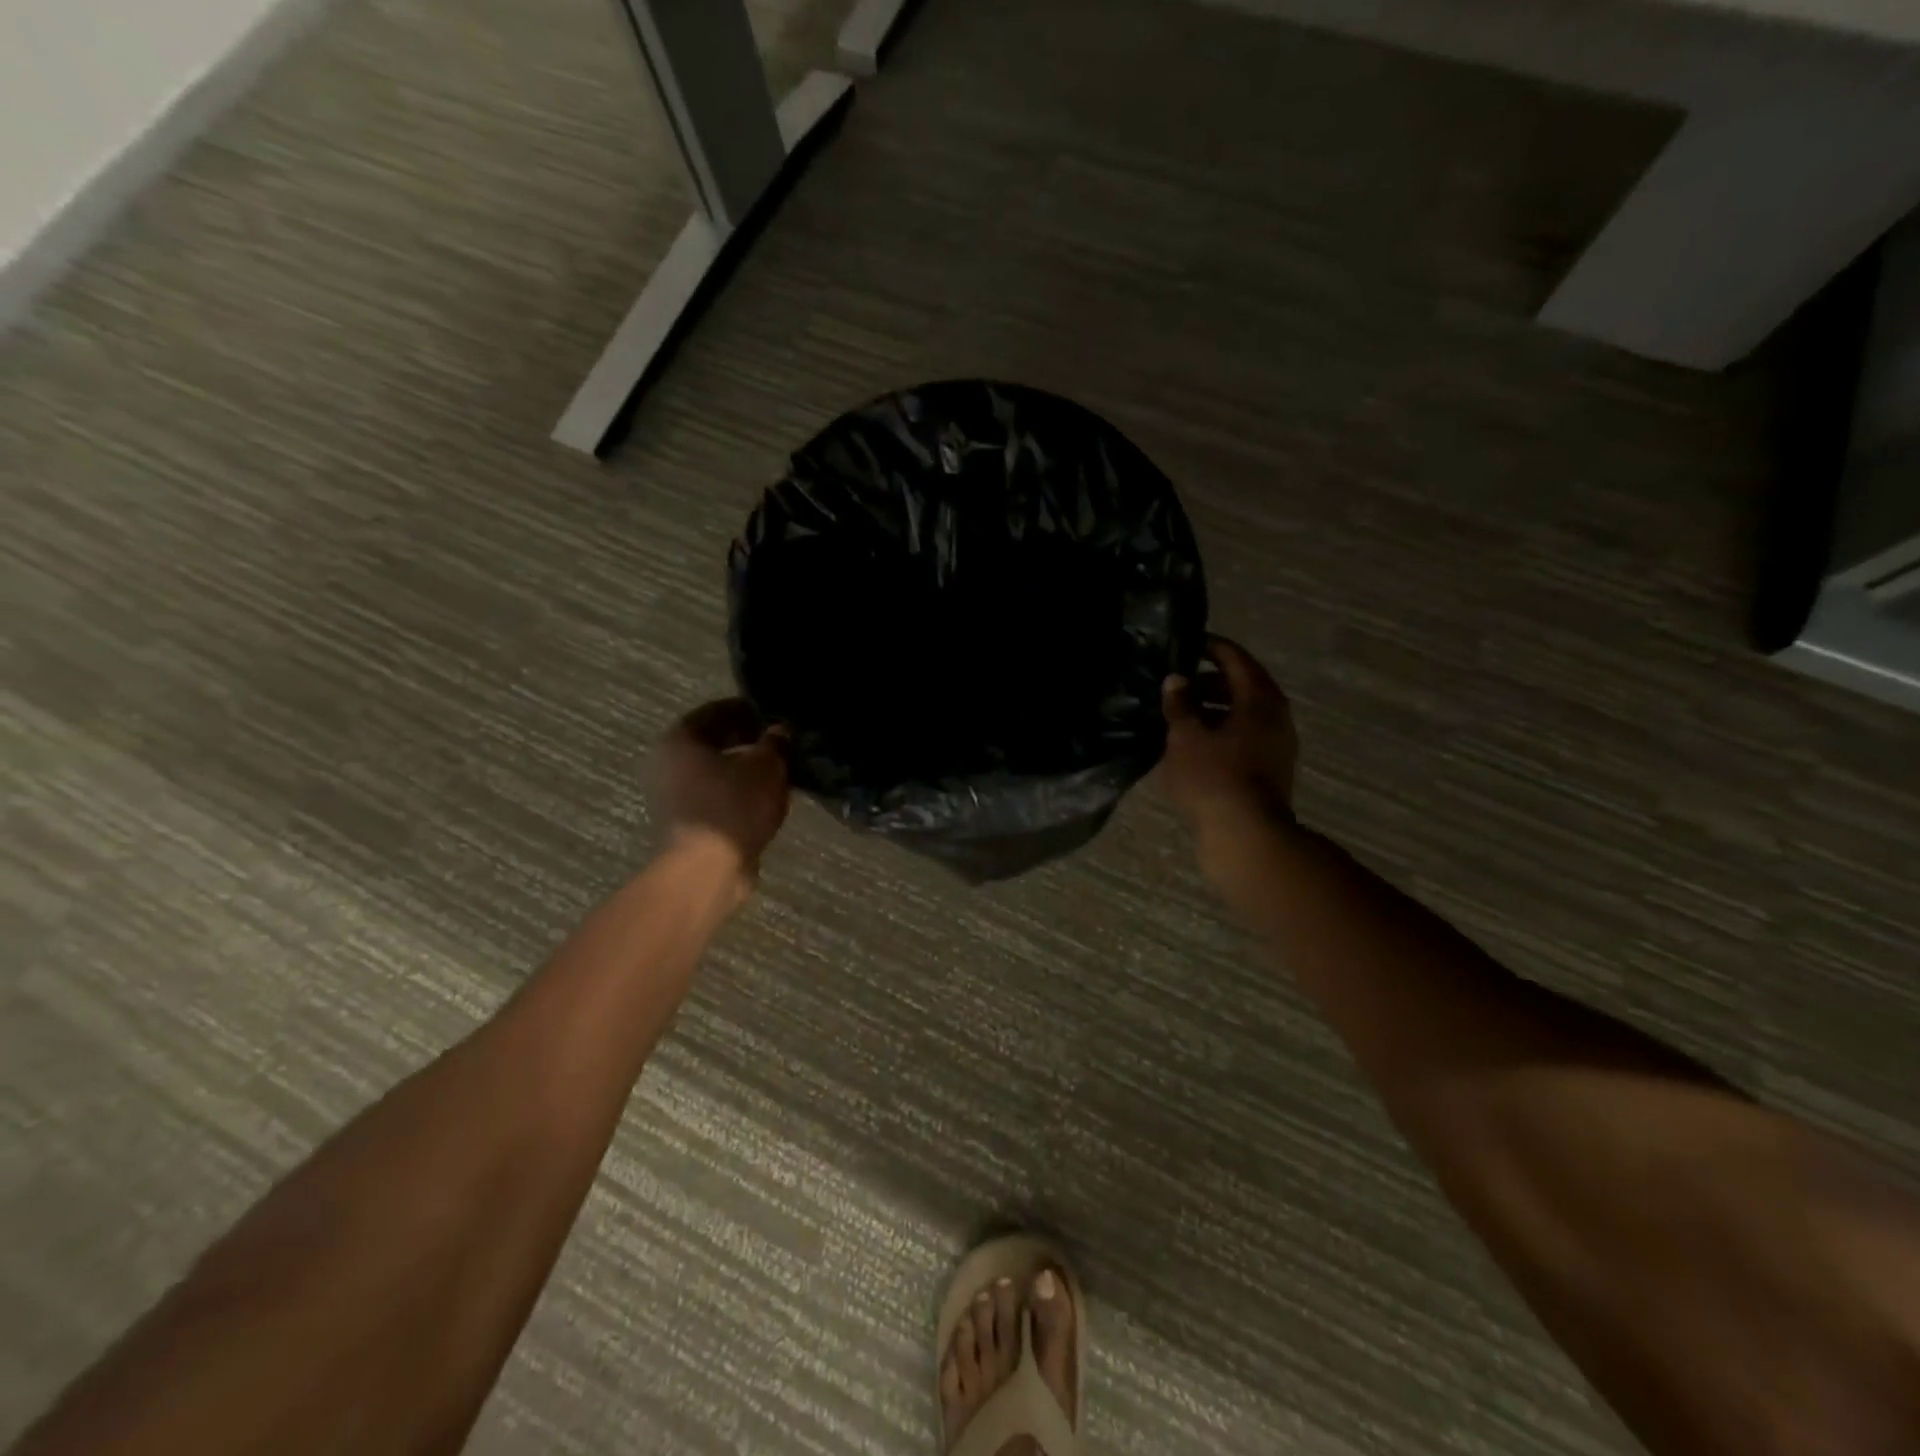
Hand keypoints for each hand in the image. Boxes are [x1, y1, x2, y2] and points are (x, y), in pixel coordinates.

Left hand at [656, 699, 790, 894]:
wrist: (707, 870)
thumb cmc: (732, 806)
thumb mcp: (766, 766)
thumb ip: (775, 743)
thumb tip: (780, 732)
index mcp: (679, 738)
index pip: (717, 711)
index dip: (749, 710)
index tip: (776, 716)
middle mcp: (667, 763)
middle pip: (713, 742)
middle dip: (748, 741)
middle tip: (781, 744)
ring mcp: (672, 797)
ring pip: (715, 772)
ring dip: (744, 770)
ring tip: (779, 772)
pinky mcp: (685, 824)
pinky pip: (716, 798)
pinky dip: (738, 795)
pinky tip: (766, 800)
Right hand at [1161, 636, 1298, 855]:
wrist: (1245, 836)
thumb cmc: (1213, 778)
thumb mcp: (1186, 737)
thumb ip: (1179, 705)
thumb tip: (1176, 680)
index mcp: (1260, 700)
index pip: (1236, 659)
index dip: (1212, 648)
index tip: (1188, 643)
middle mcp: (1276, 717)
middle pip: (1243, 686)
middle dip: (1210, 681)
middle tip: (1178, 683)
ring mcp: (1277, 745)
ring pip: (1244, 715)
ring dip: (1215, 710)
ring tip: (1181, 715)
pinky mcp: (1270, 770)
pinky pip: (1245, 737)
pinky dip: (1221, 732)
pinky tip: (1195, 744)